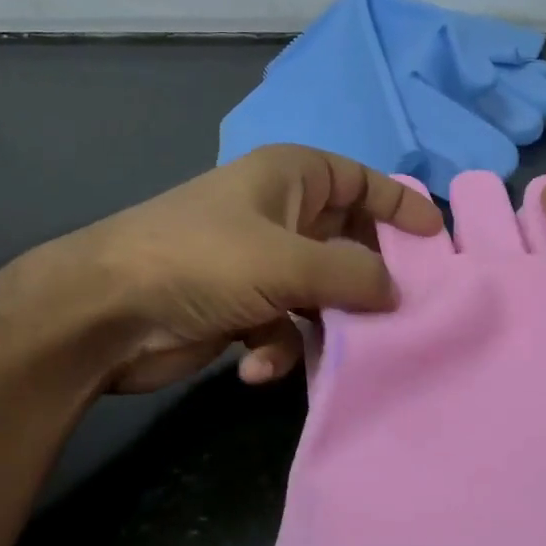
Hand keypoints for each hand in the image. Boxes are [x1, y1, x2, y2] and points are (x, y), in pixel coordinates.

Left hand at [61, 145, 442, 392]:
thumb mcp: (287, 263)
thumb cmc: (202, 261)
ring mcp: (259, 264)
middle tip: (406, 311)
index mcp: (289, 178)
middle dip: (369, 279)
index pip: (359, 181)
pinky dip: (277, 349)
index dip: (400, 206)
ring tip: (335, 352)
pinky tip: (254, 368)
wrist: (106, 313)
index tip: (439, 241)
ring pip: (321, 294)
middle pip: (346, 243)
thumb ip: (354, 276)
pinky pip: (284, 327)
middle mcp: (278, 216)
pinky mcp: (240, 309)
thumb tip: (400, 293)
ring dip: (326, 326)